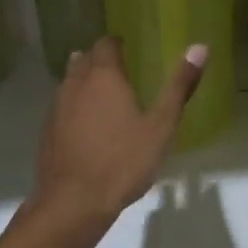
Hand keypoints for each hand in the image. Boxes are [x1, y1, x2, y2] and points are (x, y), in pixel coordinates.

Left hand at [33, 37, 206, 223]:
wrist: (73, 203)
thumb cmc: (123, 162)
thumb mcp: (161, 126)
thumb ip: (179, 86)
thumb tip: (200, 47)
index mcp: (103, 77)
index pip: (106, 44)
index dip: (117, 43)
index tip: (131, 49)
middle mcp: (75, 85)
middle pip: (84, 59)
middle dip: (100, 60)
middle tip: (121, 70)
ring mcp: (56, 109)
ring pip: (69, 82)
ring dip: (85, 82)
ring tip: (106, 95)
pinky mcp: (47, 132)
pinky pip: (62, 107)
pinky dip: (75, 106)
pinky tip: (88, 127)